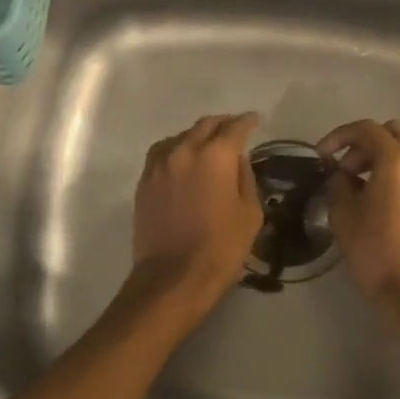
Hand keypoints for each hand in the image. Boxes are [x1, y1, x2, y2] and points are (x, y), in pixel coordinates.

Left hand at [122, 113, 262, 325]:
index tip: (255, 120)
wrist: (173, 278)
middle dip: (222, 124)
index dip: (247, 121)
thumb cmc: (221, 248)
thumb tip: (237, 160)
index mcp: (215, 156)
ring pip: (180, 136)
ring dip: (197, 135)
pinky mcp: (144, 182)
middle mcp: (184, 151)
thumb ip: (245, 178)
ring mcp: (159, 165)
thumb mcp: (250, 213)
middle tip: (234, 129)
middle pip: (205, 125)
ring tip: (208, 144)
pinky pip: (162, 153)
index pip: (234, 128)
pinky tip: (183, 161)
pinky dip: (176, 149)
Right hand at [316, 119, 399, 309]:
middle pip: (391, 133)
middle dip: (364, 143)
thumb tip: (342, 174)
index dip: (339, 136)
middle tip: (343, 167)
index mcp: (397, 159)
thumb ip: (339, 182)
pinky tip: (376, 195)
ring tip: (357, 182)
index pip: (366, 129)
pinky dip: (395, 170)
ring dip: (380, 156)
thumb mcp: (343, 211)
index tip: (321, 154)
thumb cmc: (373, 248)